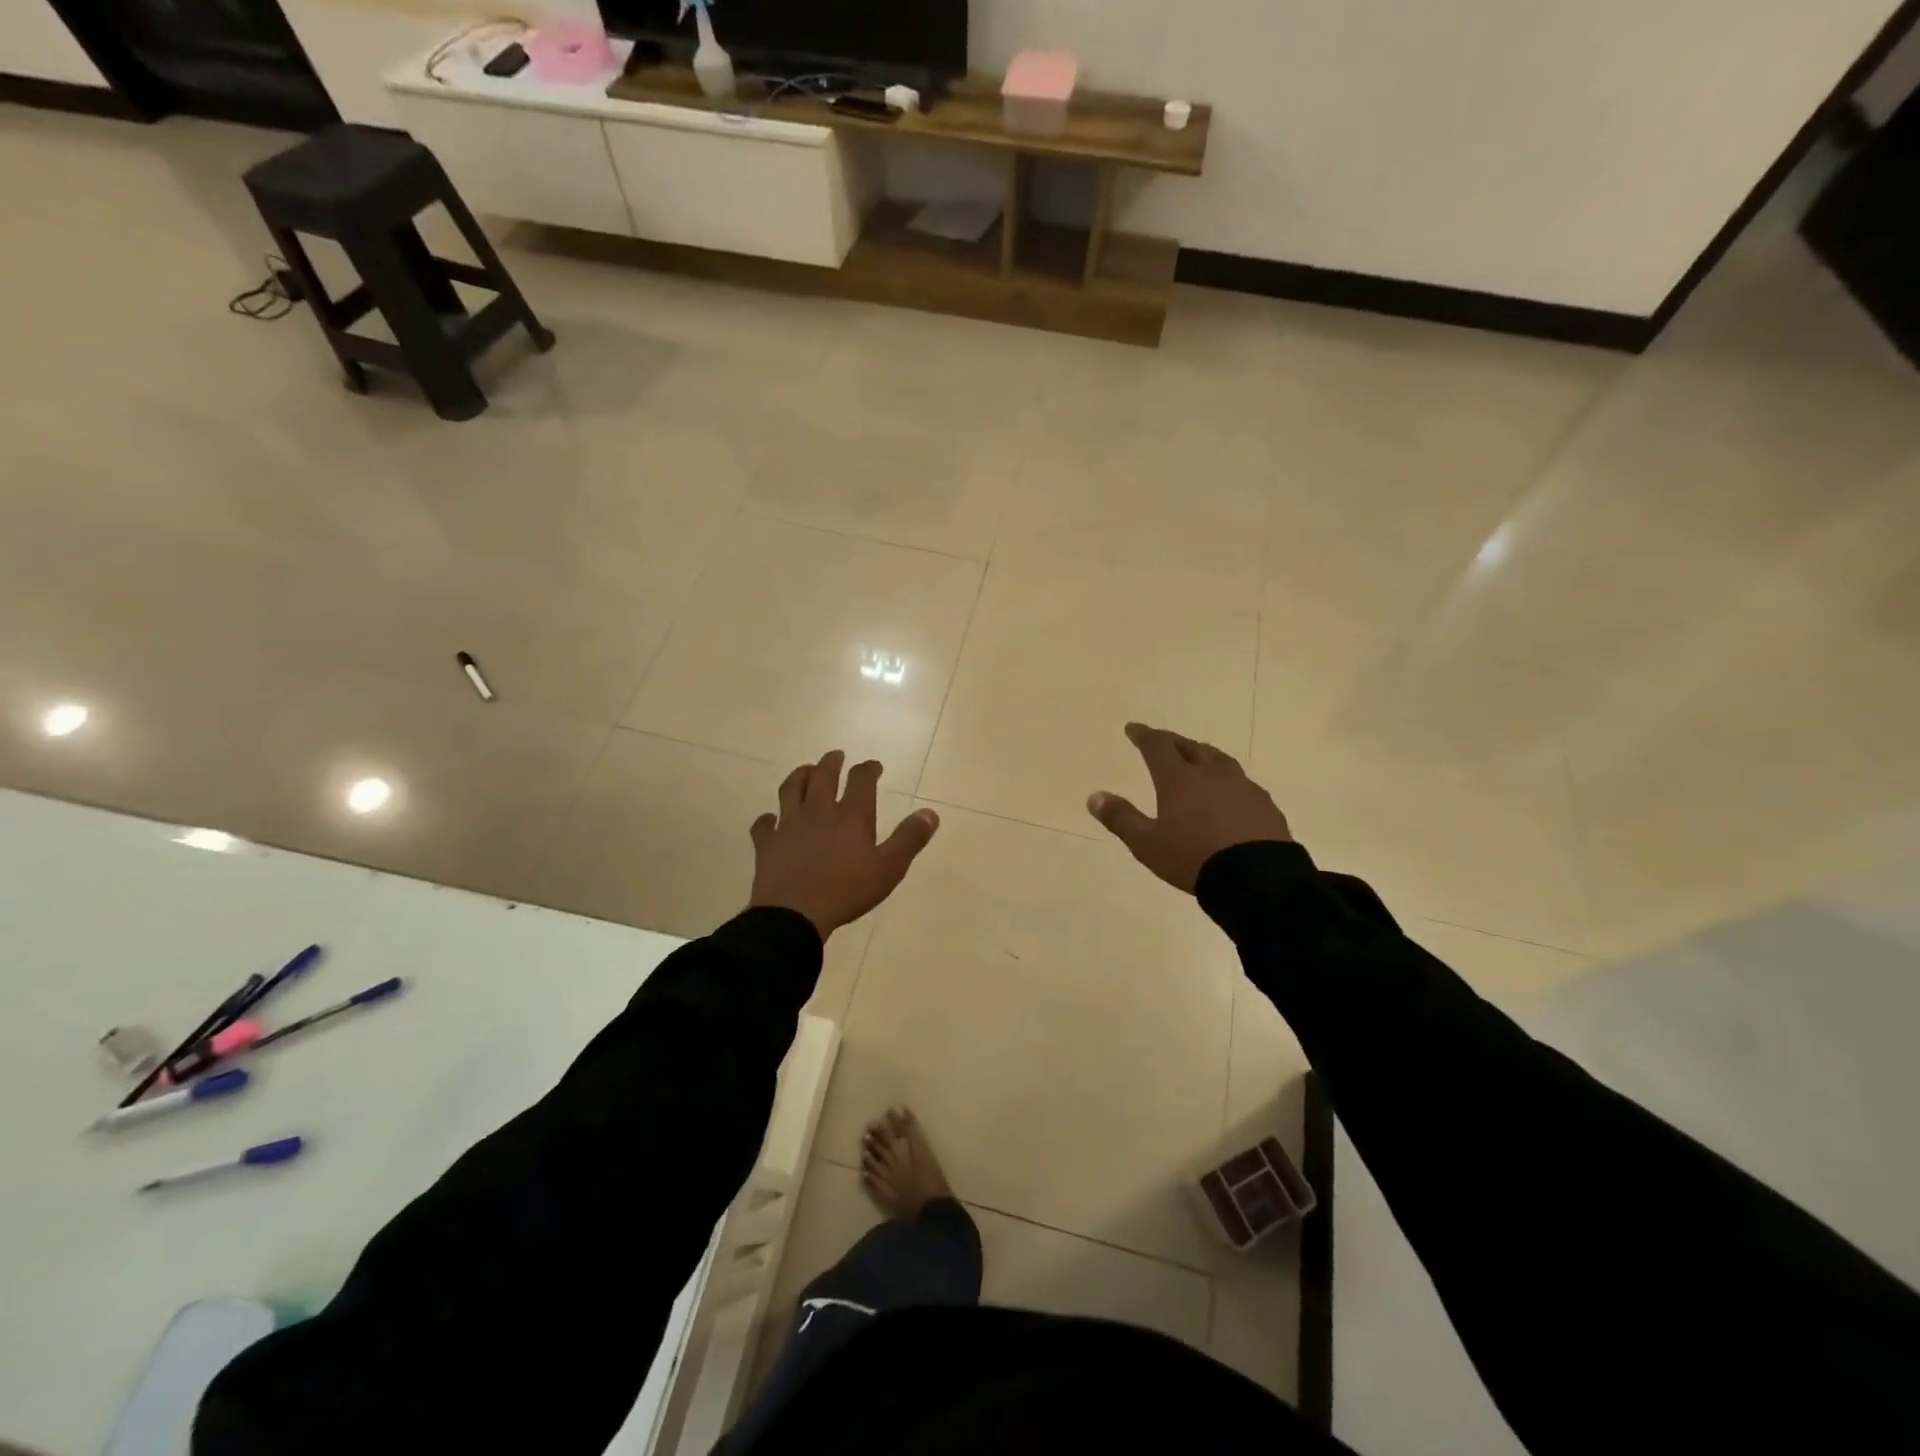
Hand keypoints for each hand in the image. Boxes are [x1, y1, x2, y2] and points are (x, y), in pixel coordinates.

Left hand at [749, 751, 939, 939]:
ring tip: (805, 771)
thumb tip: (930, 813)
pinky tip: (769, 819)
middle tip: (836, 756)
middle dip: (831, 763)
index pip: (861, 780)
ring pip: (791, 790)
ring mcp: (788, 825)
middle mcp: (818, 811)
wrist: (794, 914)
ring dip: (799, 776)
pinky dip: (767, 819)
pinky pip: (764, 825)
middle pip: (823, 776)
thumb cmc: (847, 891)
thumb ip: (909, 839)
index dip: (868, 769)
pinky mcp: (767, 844)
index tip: (874, 766)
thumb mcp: (889, 868)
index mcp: (850, 816)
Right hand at [1087, 723, 1291, 892]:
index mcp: (1179, 779)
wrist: (1257, 879)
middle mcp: (1210, 774)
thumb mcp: (1147, 844)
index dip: (1143, 735)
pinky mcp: (1264, 804)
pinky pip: (1241, 783)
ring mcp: (1242, 787)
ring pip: (1219, 760)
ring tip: (1198, 759)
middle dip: (1173, 741)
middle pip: (1190, 747)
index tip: (1133, 729)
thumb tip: (1095, 796)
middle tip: (1163, 741)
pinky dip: (1227, 781)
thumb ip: (1121, 818)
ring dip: (1203, 755)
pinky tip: (1229, 794)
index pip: (1157, 746)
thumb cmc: (1193, 858)